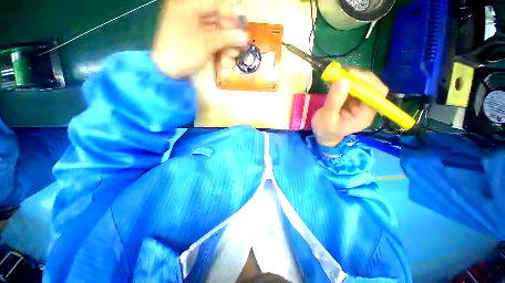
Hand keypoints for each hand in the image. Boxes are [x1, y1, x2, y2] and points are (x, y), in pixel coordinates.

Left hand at [152, 0, 247, 77]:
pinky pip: (209, 38)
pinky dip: (219, 46)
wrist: (166, 70)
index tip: (243, 25)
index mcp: (188, 5)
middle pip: (216, 18)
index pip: (215, 4)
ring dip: (226, 42)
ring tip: (236, 53)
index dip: (231, 14)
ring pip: (214, 30)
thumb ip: (227, 38)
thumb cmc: (184, 52)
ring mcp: (190, 26)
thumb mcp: (206, 43)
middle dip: (230, 32)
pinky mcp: (193, 39)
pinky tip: (227, 55)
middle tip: (242, 42)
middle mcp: (189, 12)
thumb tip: (245, 37)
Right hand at [311, 69, 388, 146]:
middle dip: (359, 78)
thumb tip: (343, 80)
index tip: (351, 75)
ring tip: (337, 75)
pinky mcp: (352, 101)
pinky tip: (337, 80)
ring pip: (363, 85)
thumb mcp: (327, 116)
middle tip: (343, 72)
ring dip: (352, 78)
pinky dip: (346, 82)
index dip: (367, 82)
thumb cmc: (325, 129)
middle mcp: (366, 108)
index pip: (376, 94)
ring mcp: (360, 104)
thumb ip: (335, 100)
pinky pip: (353, 88)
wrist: (322, 135)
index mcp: (364, 115)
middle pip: (372, 87)